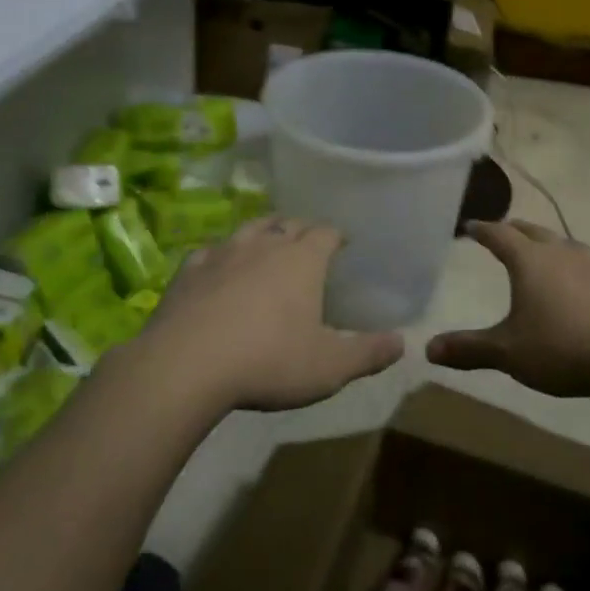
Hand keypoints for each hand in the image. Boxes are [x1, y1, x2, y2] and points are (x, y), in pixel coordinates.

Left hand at [133, 217, 404, 413]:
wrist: (186, 365)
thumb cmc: (269, 361)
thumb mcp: (330, 367)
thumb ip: (369, 353)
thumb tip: (403, 342)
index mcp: (302, 260)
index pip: (326, 232)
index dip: (336, 235)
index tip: (342, 242)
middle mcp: (264, 245)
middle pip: (288, 223)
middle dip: (302, 229)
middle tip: (309, 241)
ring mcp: (222, 253)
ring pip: (249, 228)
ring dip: (263, 231)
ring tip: (268, 241)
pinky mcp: (188, 270)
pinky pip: (210, 251)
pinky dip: (221, 255)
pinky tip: (218, 267)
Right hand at [426, 221, 589, 398]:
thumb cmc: (559, 348)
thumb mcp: (506, 352)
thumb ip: (468, 349)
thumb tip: (428, 350)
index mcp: (529, 262)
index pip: (499, 236)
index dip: (483, 231)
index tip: (470, 227)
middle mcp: (561, 255)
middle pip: (534, 233)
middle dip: (516, 230)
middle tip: (504, 232)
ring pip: (571, 246)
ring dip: (557, 245)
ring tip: (549, 247)